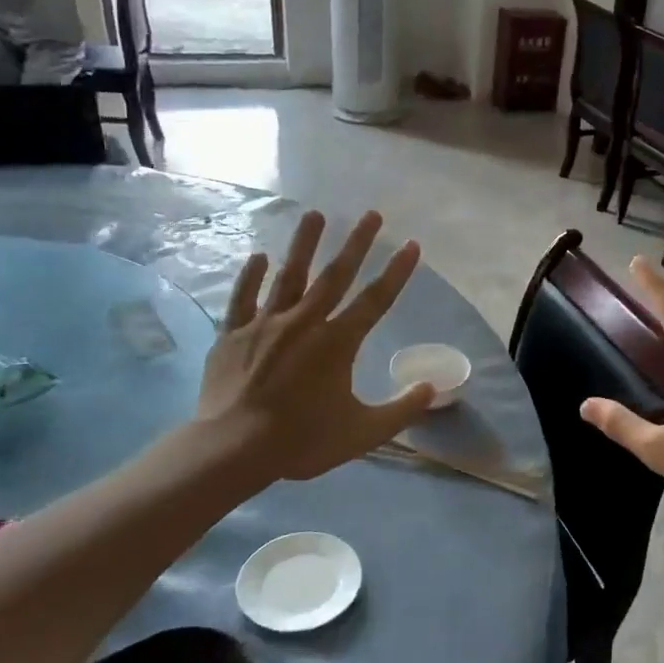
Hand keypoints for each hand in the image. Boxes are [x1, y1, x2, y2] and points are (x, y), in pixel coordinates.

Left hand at [196, 210, 434, 481]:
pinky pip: (243, 299)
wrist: (233, 448)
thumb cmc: (301, 440)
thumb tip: (431, 389)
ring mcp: (265, 325)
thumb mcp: (362, 433)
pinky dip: (251, 277)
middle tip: (371, 214)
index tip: (411, 245)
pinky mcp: (233, 335)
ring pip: (289, 276)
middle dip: (356, 243)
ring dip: (304, 244)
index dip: (396, 272)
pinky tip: (258, 257)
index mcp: (338, 343)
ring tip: (315, 214)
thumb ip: (400, 410)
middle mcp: (304, 323)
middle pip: (335, 276)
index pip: (375, 300)